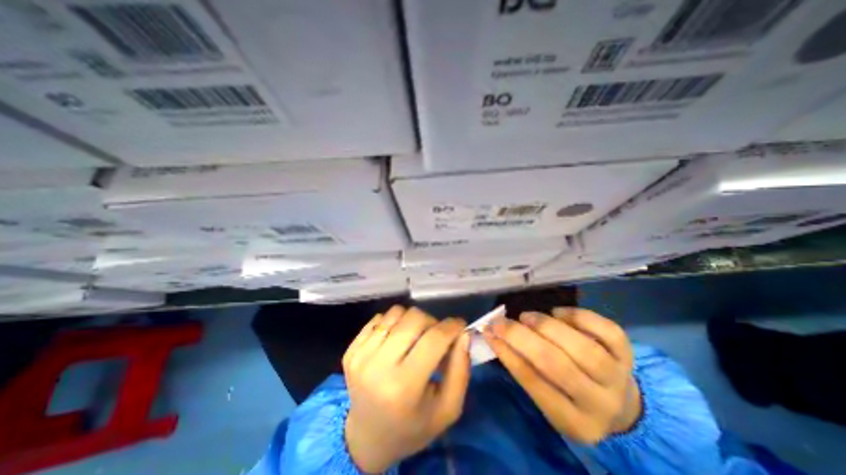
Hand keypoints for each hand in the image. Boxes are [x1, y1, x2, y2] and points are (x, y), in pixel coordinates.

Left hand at [345, 307, 474, 473]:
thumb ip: (460, 369)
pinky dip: (393, 324)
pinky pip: (379, 318)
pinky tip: (395, 342)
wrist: (367, 437)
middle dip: (432, 322)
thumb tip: (464, 334)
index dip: (452, 327)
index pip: (434, 340)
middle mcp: (377, 367)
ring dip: (411, 320)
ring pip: (396, 312)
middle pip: (414, 318)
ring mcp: (360, 356)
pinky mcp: (350, 350)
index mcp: (403, 387)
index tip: (460, 325)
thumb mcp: (447, 409)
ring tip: (414, 338)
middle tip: (435, 336)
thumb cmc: (413, 426)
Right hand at [483, 309, 642, 444]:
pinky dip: (577, 316)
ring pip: (582, 348)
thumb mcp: (547, 397)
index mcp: (574, 422)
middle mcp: (600, 403)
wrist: (621, 406)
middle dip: (522, 337)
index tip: (489, 332)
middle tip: (502, 322)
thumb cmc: (570, 399)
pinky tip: (558, 313)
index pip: (535, 383)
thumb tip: (495, 335)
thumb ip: (524, 369)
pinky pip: (606, 330)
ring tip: (527, 316)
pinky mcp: (629, 355)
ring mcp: (618, 377)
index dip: (508, 353)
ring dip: (547, 326)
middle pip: (557, 365)